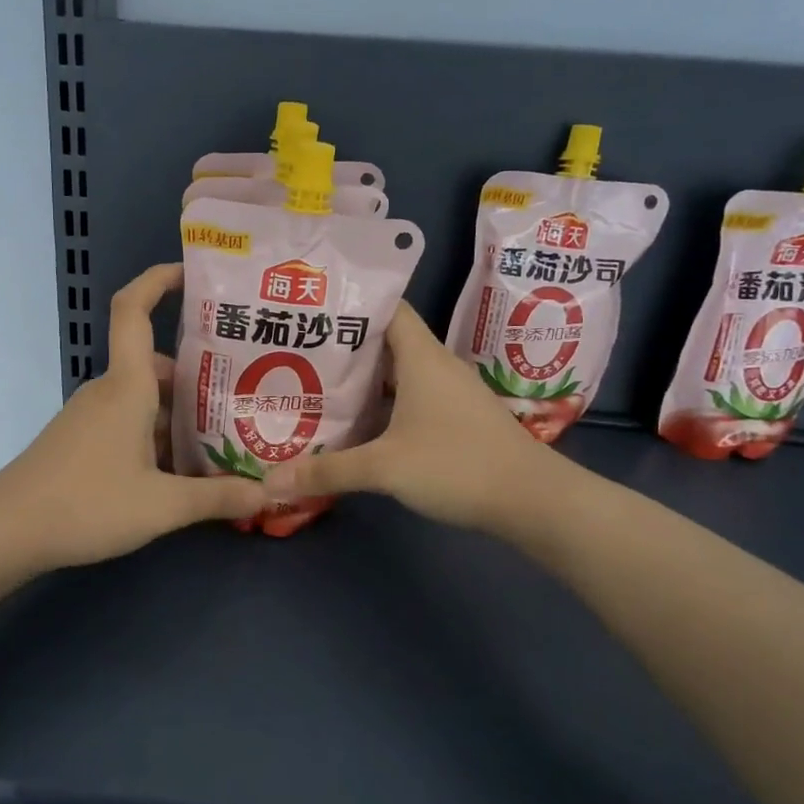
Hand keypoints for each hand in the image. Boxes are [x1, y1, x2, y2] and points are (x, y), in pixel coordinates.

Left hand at [0, 264, 266, 569]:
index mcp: (127, 386)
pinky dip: (158, 435)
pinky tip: (182, 470)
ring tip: (226, 437)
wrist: (8, 532)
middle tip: (245, 393)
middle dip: (199, 376)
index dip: (158, 280)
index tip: (192, 273)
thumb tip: (268, 495)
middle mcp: (108, 391)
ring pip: (145, 399)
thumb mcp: (162, 505)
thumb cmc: (87, 504)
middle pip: (157, 365)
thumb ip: (217, 497)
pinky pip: (129, 423)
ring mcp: (91, 417)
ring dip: (181, 413)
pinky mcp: (82, 442)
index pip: (134, 310)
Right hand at [261, 302, 567, 534]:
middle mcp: (437, 365)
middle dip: (345, 345)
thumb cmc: (458, 465)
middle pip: (387, 340)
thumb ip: (328, 471)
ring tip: (317, 383)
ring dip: (364, 378)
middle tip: (298, 350)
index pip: (387, 308)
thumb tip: (270, 481)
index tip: (311, 309)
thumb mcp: (385, 468)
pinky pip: (412, 397)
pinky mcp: (458, 418)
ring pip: (399, 372)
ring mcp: (451, 392)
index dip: (351, 303)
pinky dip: (384, 402)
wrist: (533, 500)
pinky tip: (359, 422)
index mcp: (422, 357)